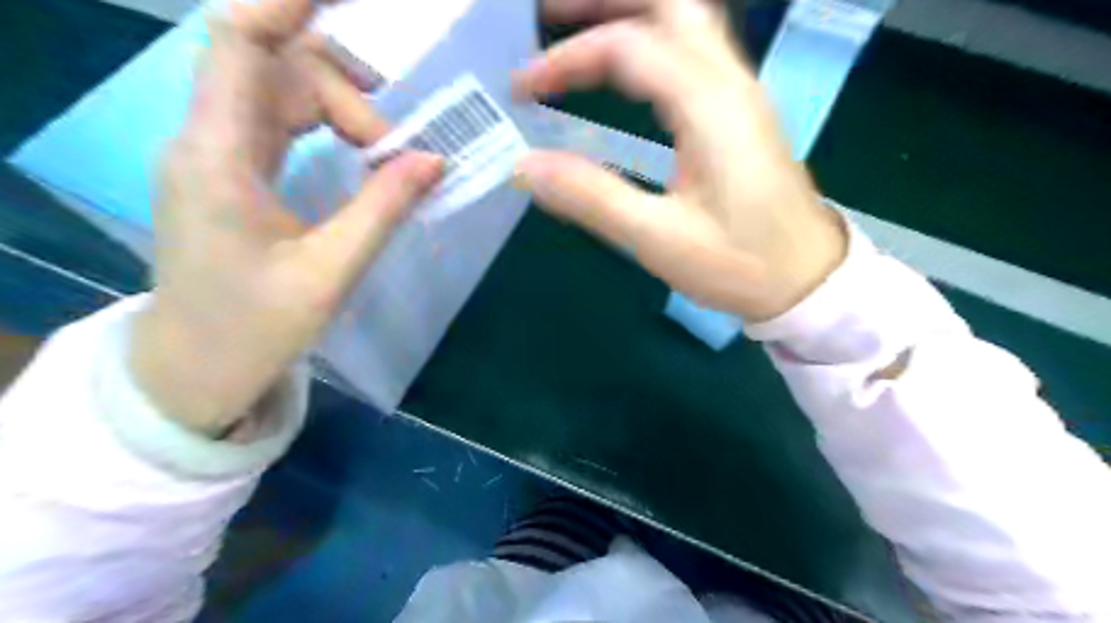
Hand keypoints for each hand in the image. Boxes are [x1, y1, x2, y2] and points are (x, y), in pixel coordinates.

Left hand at [131, 0, 441, 436]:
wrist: (196, 368)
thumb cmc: (254, 329)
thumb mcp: (329, 273)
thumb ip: (382, 210)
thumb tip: (436, 161)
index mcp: (218, 157)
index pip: (240, 43)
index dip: (287, 4)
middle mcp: (208, 139)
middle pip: (280, 70)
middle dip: (349, 95)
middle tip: (402, 150)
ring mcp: (219, 155)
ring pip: (284, 95)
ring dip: (344, 113)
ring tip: (391, 156)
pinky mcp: (234, 173)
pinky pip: (283, 124)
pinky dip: (329, 129)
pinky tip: (363, 157)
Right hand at [517, 0, 846, 320]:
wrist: (808, 279)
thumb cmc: (740, 264)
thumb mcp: (659, 240)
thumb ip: (592, 199)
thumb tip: (525, 167)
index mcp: (710, 107)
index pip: (628, 47)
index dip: (568, 59)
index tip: (523, 91)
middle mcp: (729, 82)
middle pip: (667, 4)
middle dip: (603, 2)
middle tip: (549, 15)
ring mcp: (740, 93)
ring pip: (684, 20)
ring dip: (629, 13)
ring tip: (577, 28)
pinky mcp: (740, 112)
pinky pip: (693, 51)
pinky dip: (650, 41)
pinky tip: (625, 68)